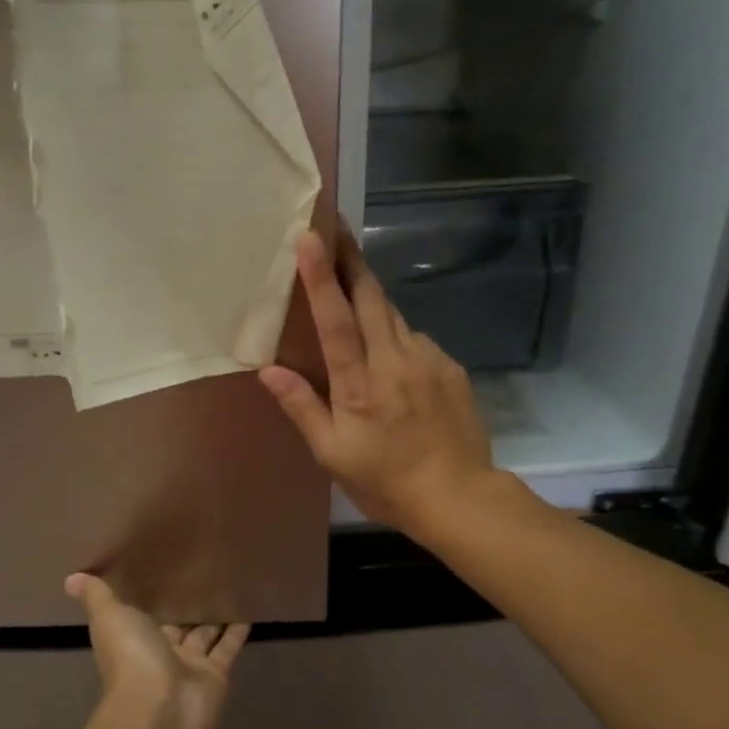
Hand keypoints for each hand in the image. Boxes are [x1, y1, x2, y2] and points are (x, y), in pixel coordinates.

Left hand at [65, 573, 247, 728]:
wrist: (159, 709)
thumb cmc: (131, 658)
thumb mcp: (109, 618)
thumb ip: (97, 596)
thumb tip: (71, 578)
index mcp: (133, 637)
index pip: (143, 612)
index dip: (152, 594)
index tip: (163, 566)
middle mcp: (160, 651)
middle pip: (176, 623)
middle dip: (186, 604)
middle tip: (204, 570)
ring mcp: (189, 665)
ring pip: (204, 634)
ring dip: (214, 614)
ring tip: (229, 583)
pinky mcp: (215, 674)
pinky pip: (228, 647)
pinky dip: (238, 629)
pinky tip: (250, 607)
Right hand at [259, 228, 498, 535]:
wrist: (460, 497)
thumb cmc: (386, 481)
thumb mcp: (333, 455)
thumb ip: (302, 407)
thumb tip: (268, 370)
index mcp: (359, 384)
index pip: (337, 320)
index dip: (322, 277)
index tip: (312, 237)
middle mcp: (395, 361)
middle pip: (371, 298)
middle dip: (351, 260)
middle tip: (335, 230)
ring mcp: (428, 360)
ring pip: (394, 315)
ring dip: (371, 297)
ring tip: (354, 288)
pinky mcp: (449, 367)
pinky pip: (415, 338)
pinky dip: (397, 335)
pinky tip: (393, 357)